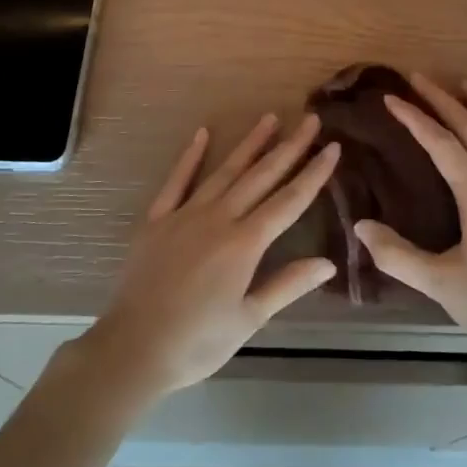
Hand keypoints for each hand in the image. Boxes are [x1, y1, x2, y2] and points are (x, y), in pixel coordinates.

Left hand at [72, 114, 338, 405]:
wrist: (132, 349)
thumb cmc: (197, 342)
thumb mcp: (249, 319)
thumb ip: (287, 285)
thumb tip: (329, 263)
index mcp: (244, 243)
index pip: (289, 201)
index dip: (313, 173)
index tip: (333, 147)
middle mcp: (219, 218)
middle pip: (261, 176)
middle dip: (289, 147)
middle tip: (311, 120)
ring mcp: (185, 214)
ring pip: (225, 171)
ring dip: (250, 144)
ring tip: (270, 118)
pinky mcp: (157, 219)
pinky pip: (177, 181)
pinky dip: (190, 156)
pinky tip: (202, 134)